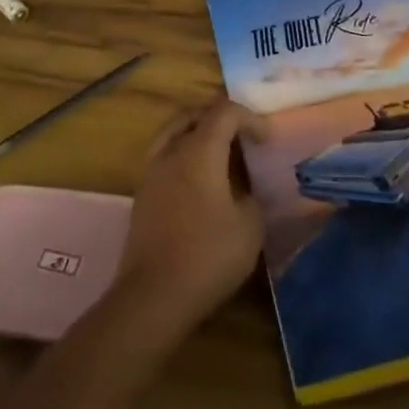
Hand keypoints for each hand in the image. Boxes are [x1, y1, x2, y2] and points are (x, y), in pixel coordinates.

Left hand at [114, 99, 265, 342]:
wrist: (153, 296)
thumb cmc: (208, 256)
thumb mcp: (250, 227)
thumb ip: (251, 197)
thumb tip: (244, 190)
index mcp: (199, 150)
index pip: (225, 112)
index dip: (249, 118)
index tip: (266, 140)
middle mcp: (171, 151)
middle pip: (194, 115)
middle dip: (221, 118)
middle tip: (242, 136)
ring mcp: (151, 172)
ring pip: (174, 132)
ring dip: (198, 133)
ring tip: (220, 152)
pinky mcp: (142, 194)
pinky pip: (164, 155)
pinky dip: (184, 154)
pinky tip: (199, 179)